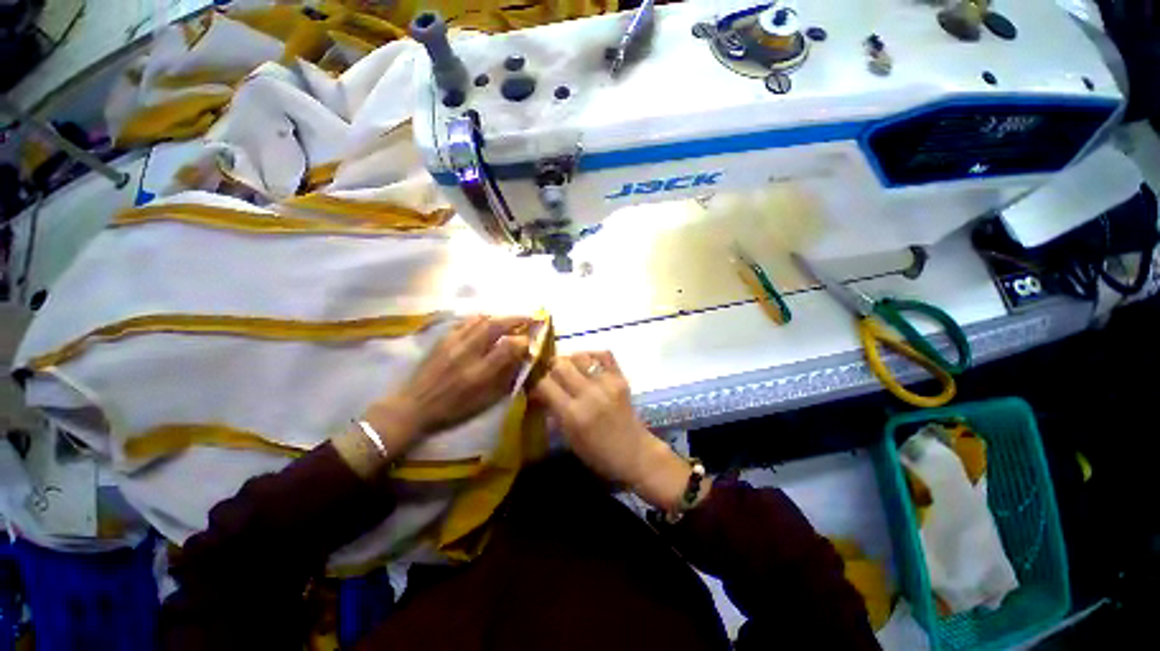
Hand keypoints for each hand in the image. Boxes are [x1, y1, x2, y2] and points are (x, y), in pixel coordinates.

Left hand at [366, 314, 528, 435]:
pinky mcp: (442, 339)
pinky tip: (487, 322)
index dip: (523, 341)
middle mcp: (467, 353)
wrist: (413, 407)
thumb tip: (522, 359)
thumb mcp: (486, 401)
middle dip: (515, 318)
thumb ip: (507, 379)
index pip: (508, 347)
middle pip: (494, 325)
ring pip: (480, 319)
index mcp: (479, 373)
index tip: (531, 341)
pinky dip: (481, 319)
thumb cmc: (454, 410)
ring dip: (500, 316)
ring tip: (510, 318)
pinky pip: (466, 322)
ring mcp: (452, 342)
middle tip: (529, 317)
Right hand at [531, 352, 694, 509]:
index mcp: (573, 414)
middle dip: (551, 368)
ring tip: (570, 369)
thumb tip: (539, 394)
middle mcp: (588, 394)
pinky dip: (592, 355)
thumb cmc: (599, 454)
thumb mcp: (570, 438)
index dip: (536, 383)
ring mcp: (607, 383)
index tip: (536, 387)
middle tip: (551, 375)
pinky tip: (588, 363)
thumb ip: (554, 412)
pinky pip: (604, 354)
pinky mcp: (620, 377)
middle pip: (560, 365)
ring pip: (580, 356)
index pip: (545, 384)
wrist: (635, 453)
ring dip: (570, 360)